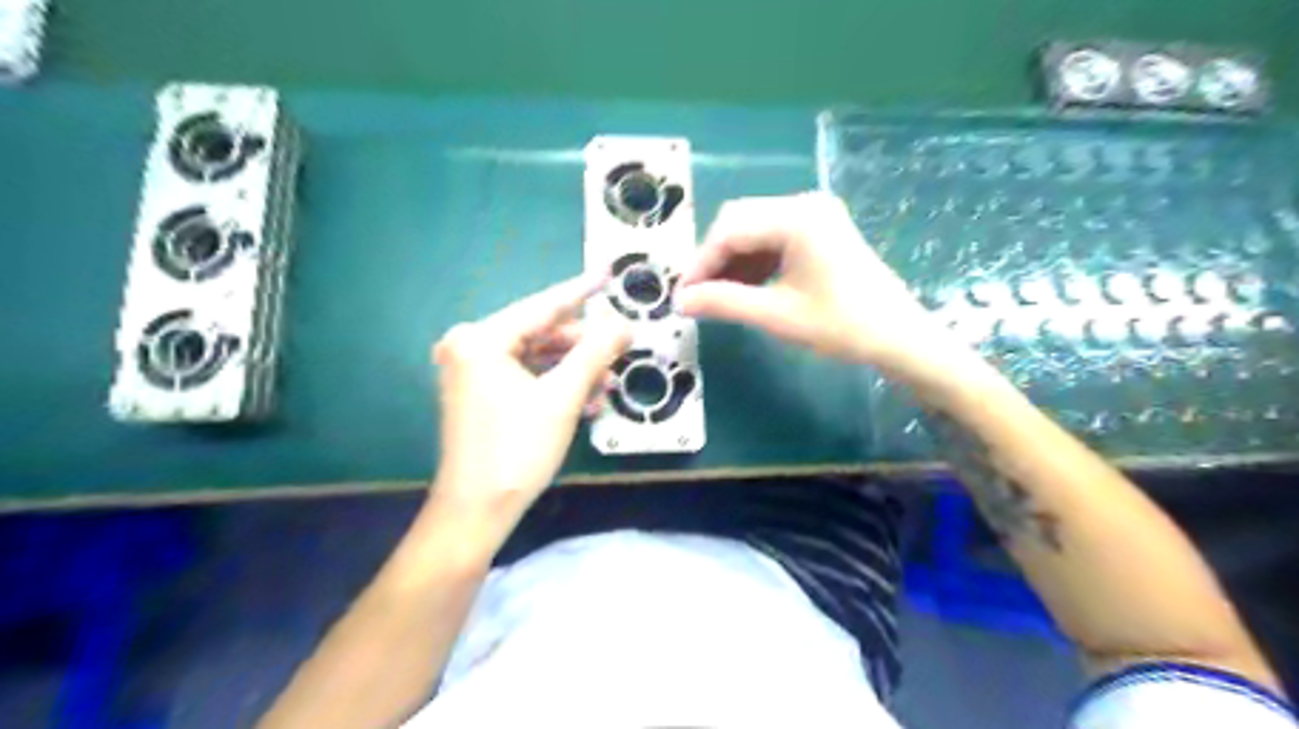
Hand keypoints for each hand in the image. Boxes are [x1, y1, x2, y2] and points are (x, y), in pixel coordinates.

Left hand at [429, 275, 629, 548]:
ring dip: (573, 370)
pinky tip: (587, 400)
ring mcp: (471, 372)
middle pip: (539, 333)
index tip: (608, 272)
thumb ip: (595, 352)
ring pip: (536, 358)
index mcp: (480, 339)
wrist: (477, 511)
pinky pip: (525, 378)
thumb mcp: (562, 396)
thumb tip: (624, 323)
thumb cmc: (517, 449)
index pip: (542, 307)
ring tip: (609, 381)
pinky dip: (555, 386)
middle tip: (621, 346)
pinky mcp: (478, 394)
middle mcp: (469, 347)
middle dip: (582, 345)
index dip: (581, 291)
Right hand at [680, 194, 961, 385]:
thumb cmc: (842, 326)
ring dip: (732, 262)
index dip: (700, 263)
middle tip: (697, 296)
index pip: (729, 230)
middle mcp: (804, 204)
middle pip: (739, 222)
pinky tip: (744, 288)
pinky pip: (773, 237)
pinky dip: (754, 261)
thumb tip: (680, 302)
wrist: (899, 337)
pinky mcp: (820, 229)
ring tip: (717, 297)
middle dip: (714, 260)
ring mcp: (814, 214)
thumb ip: (724, 303)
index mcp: (797, 218)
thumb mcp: (777, 316)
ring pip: (754, 229)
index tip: (682, 295)